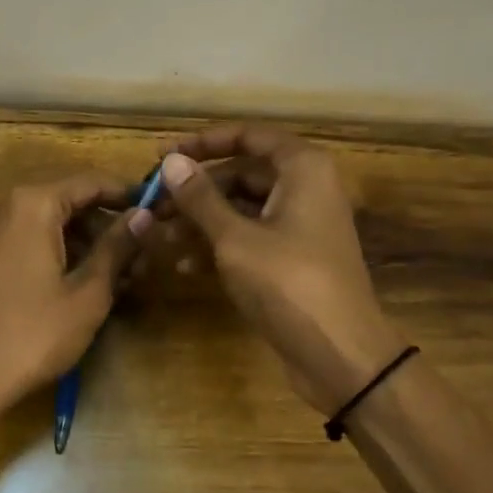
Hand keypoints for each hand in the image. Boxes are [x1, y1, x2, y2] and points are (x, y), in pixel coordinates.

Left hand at [0, 172, 150, 413]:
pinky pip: (27, 244)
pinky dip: (58, 255)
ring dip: (85, 245)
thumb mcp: (88, 292)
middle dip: (107, 226)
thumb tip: (144, 215)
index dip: (128, 195)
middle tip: (143, 255)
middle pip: (68, 203)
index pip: (90, 183)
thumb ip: (117, 247)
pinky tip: (83, 285)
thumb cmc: (34, 333)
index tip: (159, 210)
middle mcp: (5, 207)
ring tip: (120, 277)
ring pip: (48, 226)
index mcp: (32, 204)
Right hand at [157, 126, 406, 415]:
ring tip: (160, 237)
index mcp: (303, 170)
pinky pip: (249, 239)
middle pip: (241, 174)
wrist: (340, 356)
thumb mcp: (236, 238)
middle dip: (195, 190)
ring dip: (200, 221)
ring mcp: (299, 227)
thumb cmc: (289, 284)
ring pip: (241, 210)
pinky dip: (218, 246)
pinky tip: (182, 265)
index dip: (203, 142)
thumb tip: (171, 162)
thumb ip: (201, 198)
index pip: (249, 136)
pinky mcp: (291, 260)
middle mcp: (305, 189)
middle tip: (152, 204)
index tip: (163, 156)